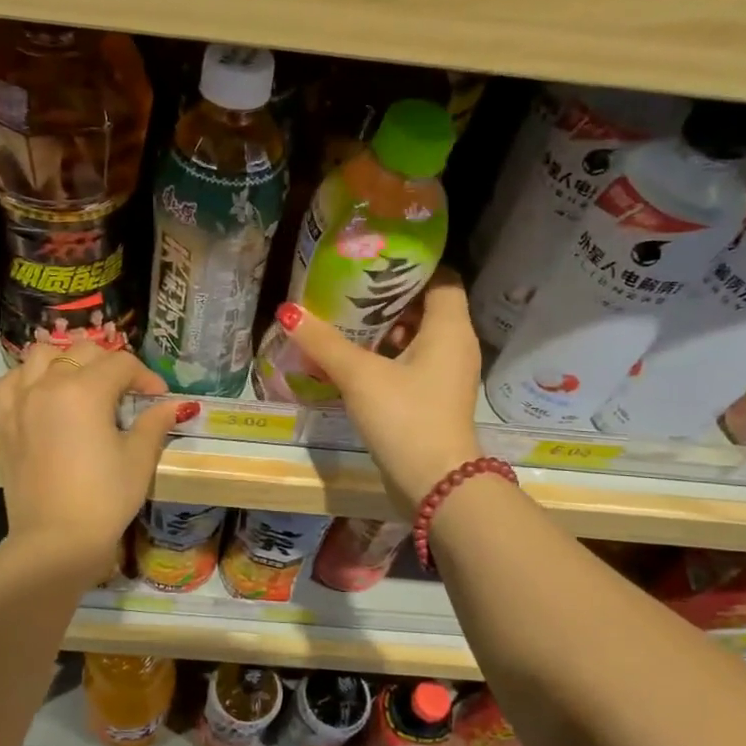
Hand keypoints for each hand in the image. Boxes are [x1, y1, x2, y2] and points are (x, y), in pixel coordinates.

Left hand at [0, 341, 196, 578]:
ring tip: (82, 384)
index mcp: (85, 390)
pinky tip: (44, 395)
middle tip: (127, 391)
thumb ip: (154, 423)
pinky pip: (11, 382)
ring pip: (41, 356)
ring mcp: (20, 401)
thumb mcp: (138, 459)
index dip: (146, 377)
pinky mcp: (3, 422)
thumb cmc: (104, 499)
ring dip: (66, 360)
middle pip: (83, 351)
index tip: (158, 397)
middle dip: (111, 364)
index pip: (122, 364)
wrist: (55, 541)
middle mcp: (48, 384)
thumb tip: (175, 404)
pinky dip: (29, 378)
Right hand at [276, 278, 482, 511]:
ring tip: (344, 321)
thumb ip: (324, 342)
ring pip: (418, 337)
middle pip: (426, 306)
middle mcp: (456, 345)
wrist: (435, 484)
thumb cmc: (404, 417)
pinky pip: (413, 363)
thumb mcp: (359, 375)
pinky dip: (388, 356)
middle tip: (348, 290)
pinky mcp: (435, 399)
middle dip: (388, 298)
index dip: (410, 266)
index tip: (374, 261)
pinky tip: (354, 361)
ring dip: (385, 330)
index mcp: (449, 328)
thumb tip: (289, 312)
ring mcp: (448, 375)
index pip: (441, 277)